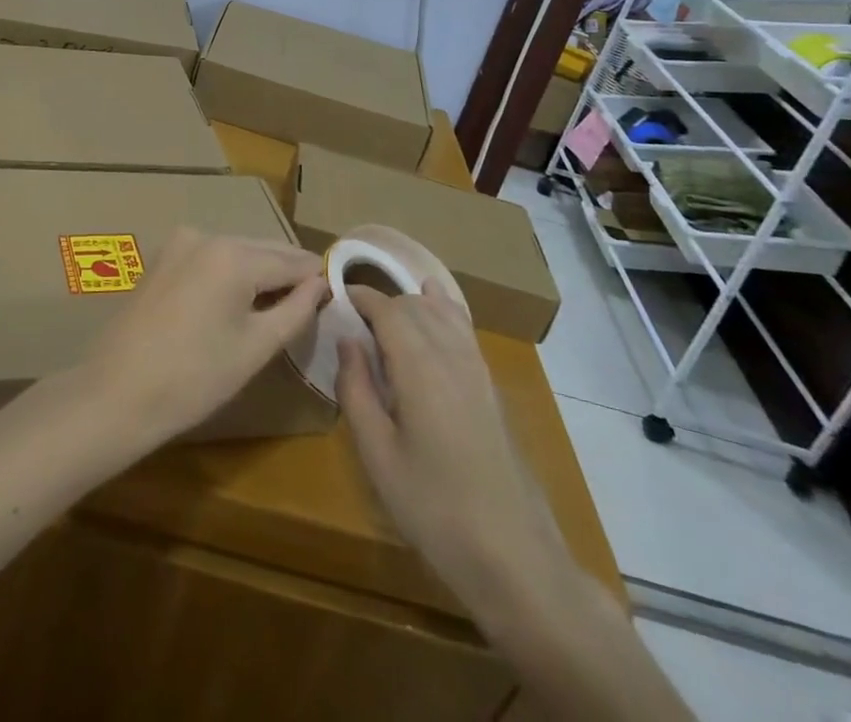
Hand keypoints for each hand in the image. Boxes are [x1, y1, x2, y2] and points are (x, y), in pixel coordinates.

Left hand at [79, 229, 325, 455]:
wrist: (116, 393)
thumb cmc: (193, 378)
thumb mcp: (255, 347)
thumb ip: (295, 310)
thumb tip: (321, 284)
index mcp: (234, 254)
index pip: (291, 260)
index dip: (317, 277)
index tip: (338, 292)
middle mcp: (207, 235)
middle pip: (263, 250)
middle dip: (288, 272)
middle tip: (314, 300)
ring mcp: (180, 243)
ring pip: (236, 252)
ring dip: (259, 272)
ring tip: (280, 304)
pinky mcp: (162, 258)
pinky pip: (210, 258)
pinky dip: (230, 274)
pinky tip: (238, 301)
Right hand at [337, 284, 572, 623]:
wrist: (514, 555)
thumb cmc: (434, 508)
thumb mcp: (377, 454)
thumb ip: (355, 389)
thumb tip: (347, 341)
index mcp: (419, 366)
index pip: (387, 309)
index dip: (360, 296)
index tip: (336, 297)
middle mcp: (451, 354)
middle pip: (414, 305)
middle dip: (382, 303)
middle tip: (353, 323)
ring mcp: (478, 368)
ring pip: (442, 311)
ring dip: (411, 305)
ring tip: (386, 322)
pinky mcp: (492, 387)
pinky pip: (464, 329)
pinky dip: (444, 310)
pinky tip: (436, 309)